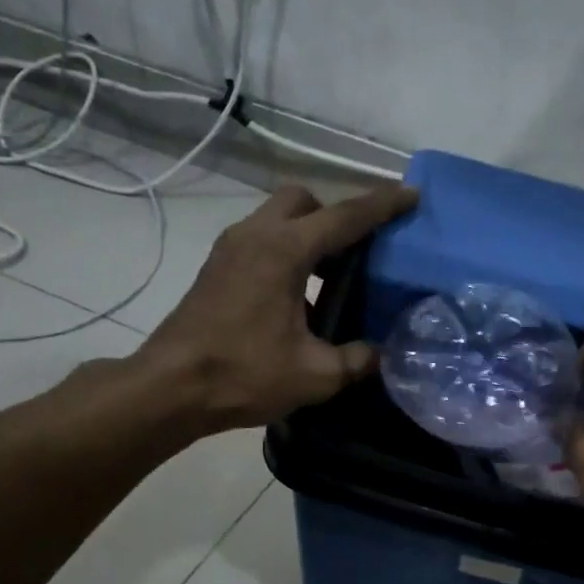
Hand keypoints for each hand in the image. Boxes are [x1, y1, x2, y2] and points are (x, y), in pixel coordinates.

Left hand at [134, 182, 417, 431]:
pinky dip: (286, 253)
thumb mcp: (315, 375)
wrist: (171, 387)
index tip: (412, 195)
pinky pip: (261, 241)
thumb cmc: (244, 374)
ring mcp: (230, 249)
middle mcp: (256, 235)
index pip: (345, 217)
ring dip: (309, 235)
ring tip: (332, 278)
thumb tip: (382, 355)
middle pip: (303, 201)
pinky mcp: (216, 268)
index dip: (383, 205)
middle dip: (335, 215)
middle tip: (358, 250)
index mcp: (284, 251)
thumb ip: (357, 360)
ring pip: (278, 219)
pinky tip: (298, 299)